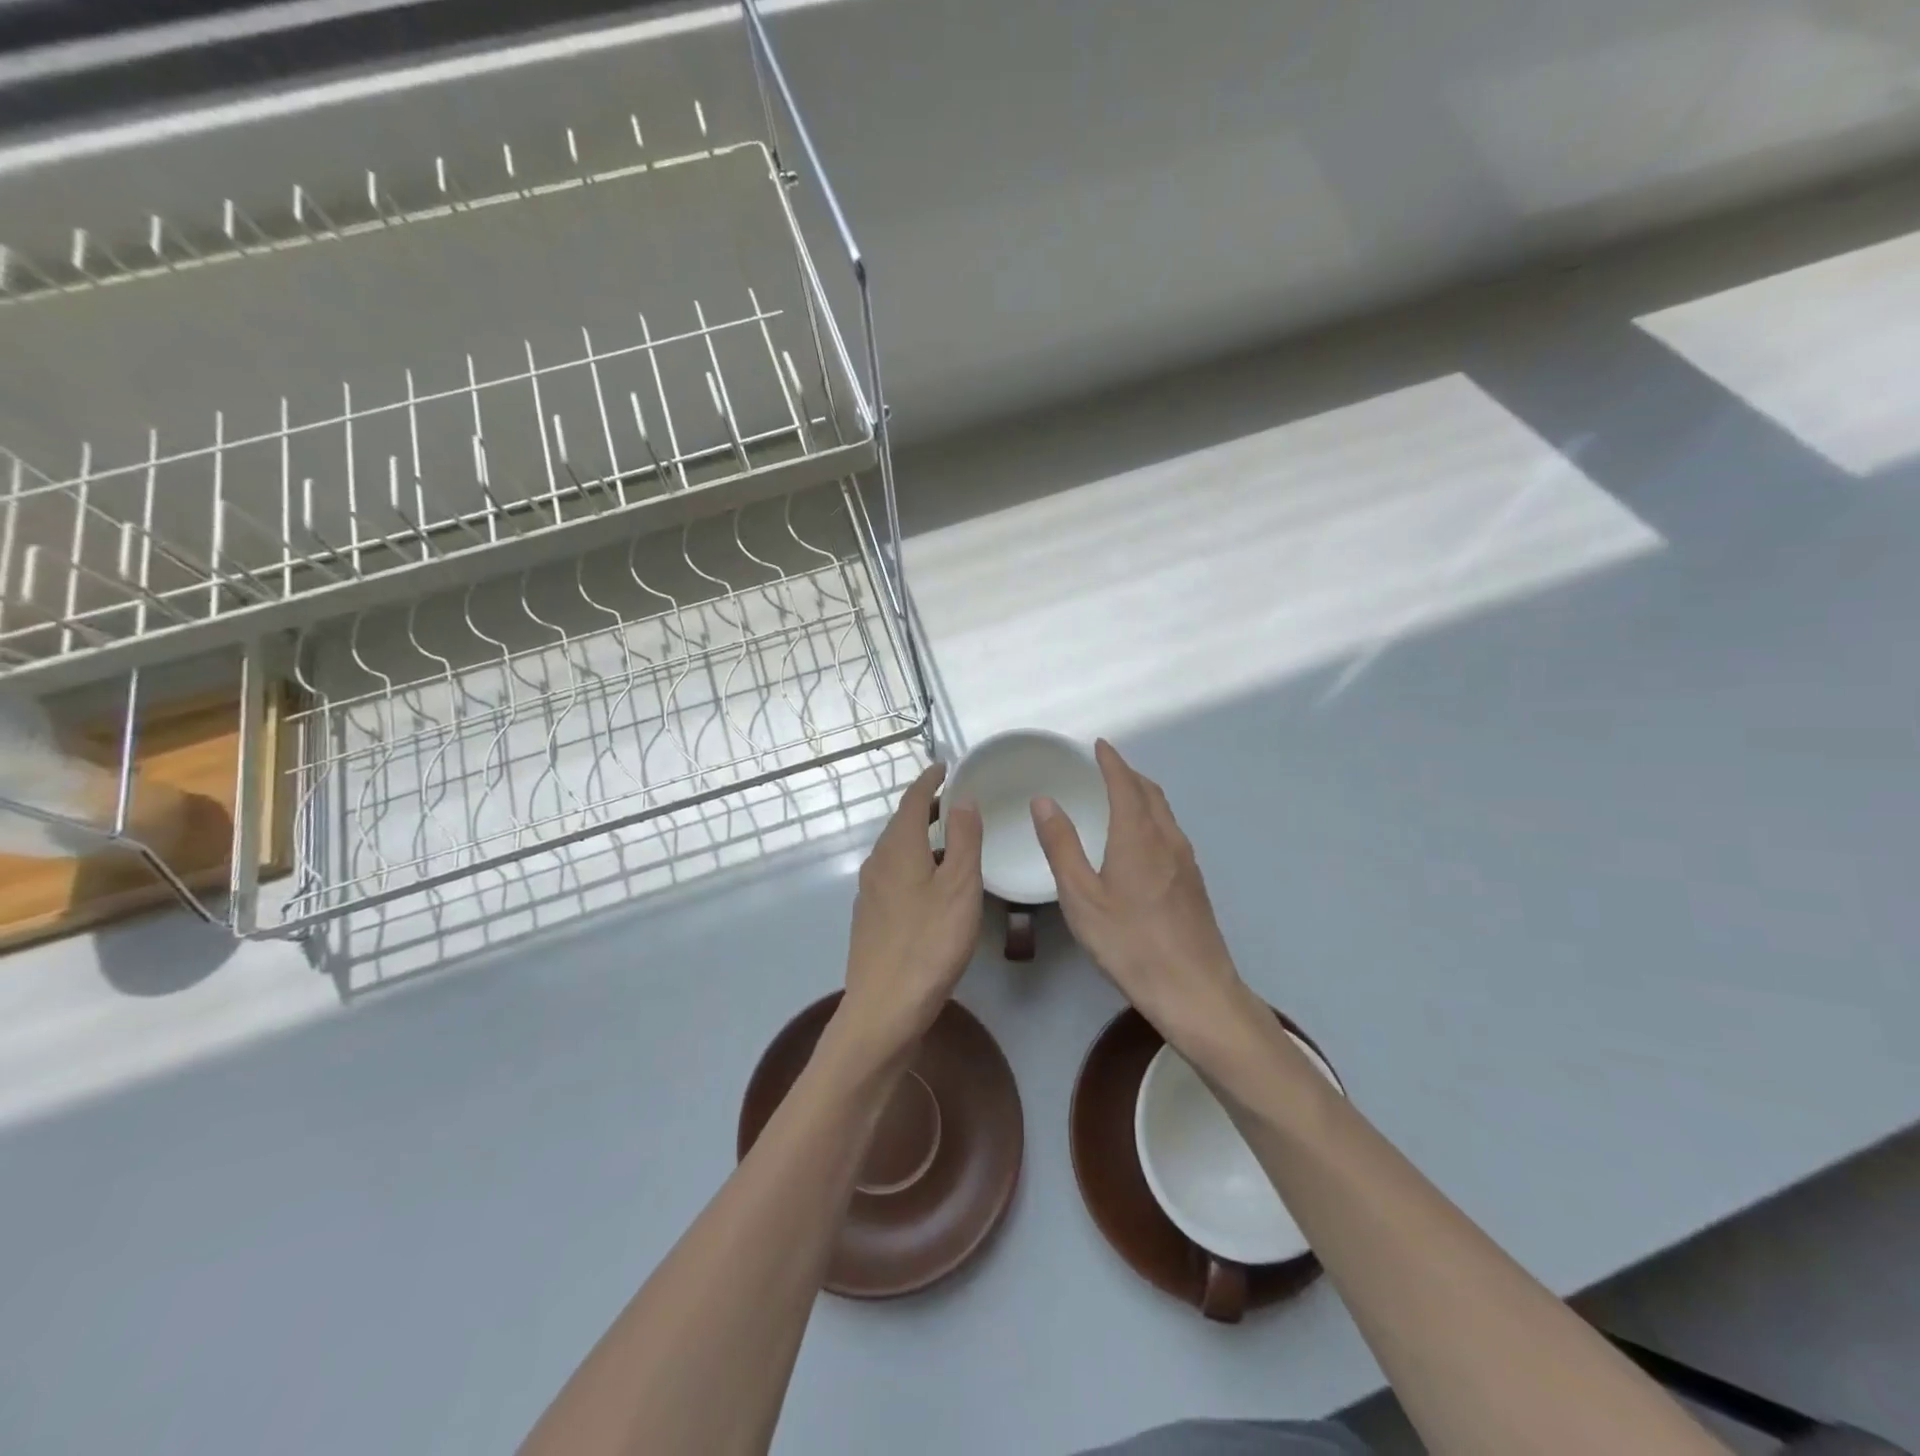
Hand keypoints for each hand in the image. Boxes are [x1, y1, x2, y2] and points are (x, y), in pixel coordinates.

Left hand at [838, 763, 983, 1061]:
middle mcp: (877, 863)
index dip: (929, 780)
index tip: (944, 767)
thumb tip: (963, 799)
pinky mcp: (871, 918)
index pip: (912, 800)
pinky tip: (931, 885)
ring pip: (896, 851)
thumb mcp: (960, 886)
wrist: (884, 1008)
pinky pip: (894, 875)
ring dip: (921, 838)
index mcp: (898, 848)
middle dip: (926, 808)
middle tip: (953, 801)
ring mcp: (870, 892)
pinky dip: (914, 864)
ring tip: (949, 841)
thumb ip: (963, 839)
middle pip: (901, 824)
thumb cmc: (930, 942)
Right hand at [1031, 740, 1256, 1049]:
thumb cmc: (1130, 943)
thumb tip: (1045, 801)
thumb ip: (1061, 846)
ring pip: (1164, 814)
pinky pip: (1171, 833)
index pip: (1125, 784)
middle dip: (1129, 774)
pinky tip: (1141, 841)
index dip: (1111, 761)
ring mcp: (1187, 862)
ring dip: (1143, 795)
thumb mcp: (1082, 897)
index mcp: (1138, 837)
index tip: (1099, 745)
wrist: (1195, 990)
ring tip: (1121, 797)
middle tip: (1106, 768)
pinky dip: (1152, 818)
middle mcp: (1168, 840)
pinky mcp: (1194, 884)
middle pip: (1151, 793)